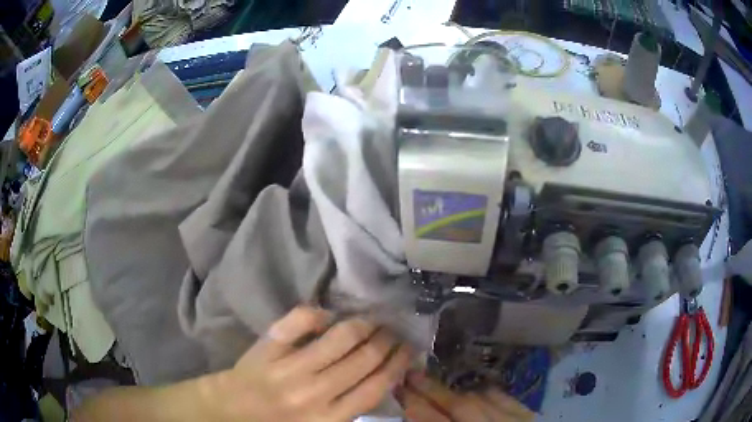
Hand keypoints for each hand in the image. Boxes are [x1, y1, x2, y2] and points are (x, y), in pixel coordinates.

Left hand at [206, 306, 411, 421]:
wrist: (233, 410)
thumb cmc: (281, 421)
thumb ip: (351, 408)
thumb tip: (383, 377)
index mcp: (329, 418)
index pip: (376, 386)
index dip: (397, 364)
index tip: (408, 350)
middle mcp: (314, 393)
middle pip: (364, 359)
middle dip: (386, 341)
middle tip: (394, 331)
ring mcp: (289, 367)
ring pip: (339, 337)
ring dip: (363, 324)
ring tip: (374, 320)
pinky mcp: (269, 347)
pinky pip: (300, 320)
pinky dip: (318, 313)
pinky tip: (329, 316)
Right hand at [398, 372, 533, 421]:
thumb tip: (417, 419)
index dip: (416, 406)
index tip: (401, 393)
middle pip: (459, 406)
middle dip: (432, 390)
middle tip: (411, 376)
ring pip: (482, 400)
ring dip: (457, 393)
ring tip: (439, 388)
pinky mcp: (530, 418)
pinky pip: (506, 399)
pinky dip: (488, 395)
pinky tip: (478, 393)